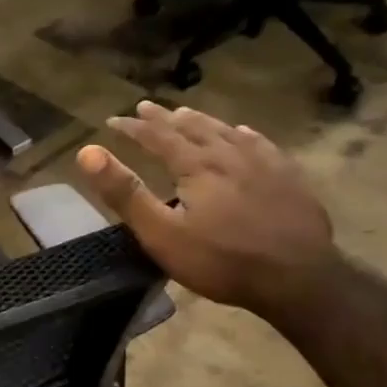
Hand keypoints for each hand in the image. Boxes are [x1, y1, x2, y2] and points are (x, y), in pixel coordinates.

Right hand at [76, 102, 333, 317]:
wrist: (298, 279)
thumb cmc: (221, 261)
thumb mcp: (161, 233)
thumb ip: (125, 193)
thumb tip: (88, 152)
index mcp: (196, 166)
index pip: (157, 136)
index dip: (133, 127)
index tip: (112, 120)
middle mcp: (229, 154)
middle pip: (192, 127)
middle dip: (164, 118)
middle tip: (145, 107)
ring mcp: (265, 164)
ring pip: (226, 131)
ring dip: (201, 121)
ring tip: (186, 113)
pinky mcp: (290, 178)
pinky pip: (261, 144)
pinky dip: (242, 134)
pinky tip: (243, 134)